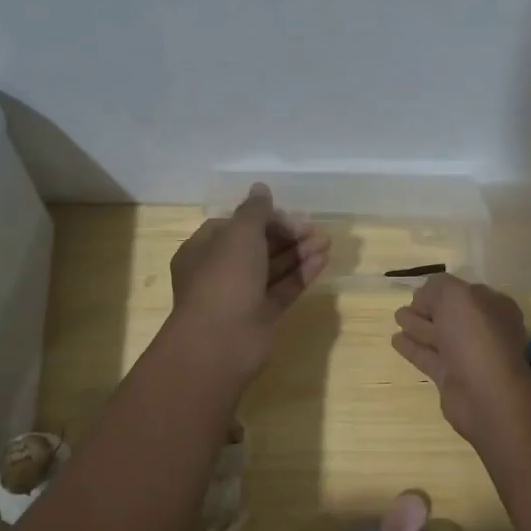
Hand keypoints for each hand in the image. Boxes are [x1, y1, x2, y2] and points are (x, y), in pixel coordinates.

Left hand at [167, 184, 329, 380]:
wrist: (221, 342)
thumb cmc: (224, 279)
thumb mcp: (239, 234)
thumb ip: (255, 211)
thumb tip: (261, 188)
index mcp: (204, 250)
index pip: (235, 226)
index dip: (261, 218)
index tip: (286, 215)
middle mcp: (221, 272)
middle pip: (257, 246)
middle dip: (286, 234)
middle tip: (313, 227)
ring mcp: (243, 296)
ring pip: (274, 267)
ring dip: (299, 251)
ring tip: (326, 240)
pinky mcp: (263, 315)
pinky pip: (284, 288)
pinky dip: (302, 273)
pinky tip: (323, 259)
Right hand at [391, 274, 530, 442]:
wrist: (486, 394)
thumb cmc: (475, 336)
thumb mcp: (455, 295)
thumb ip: (437, 287)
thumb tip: (424, 297)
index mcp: (493, 307)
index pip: (464, 293)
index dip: (441, 291)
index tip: (419, 293)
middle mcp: (483, 330)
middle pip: (450, 315)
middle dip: (427, 308)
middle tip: (405, 306)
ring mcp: (468, 356)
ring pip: (438, 336)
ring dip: (417, 326)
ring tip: (397, 318)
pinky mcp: (451, 379)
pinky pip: (429, 357)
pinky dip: (413, 348)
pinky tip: (395, 340)